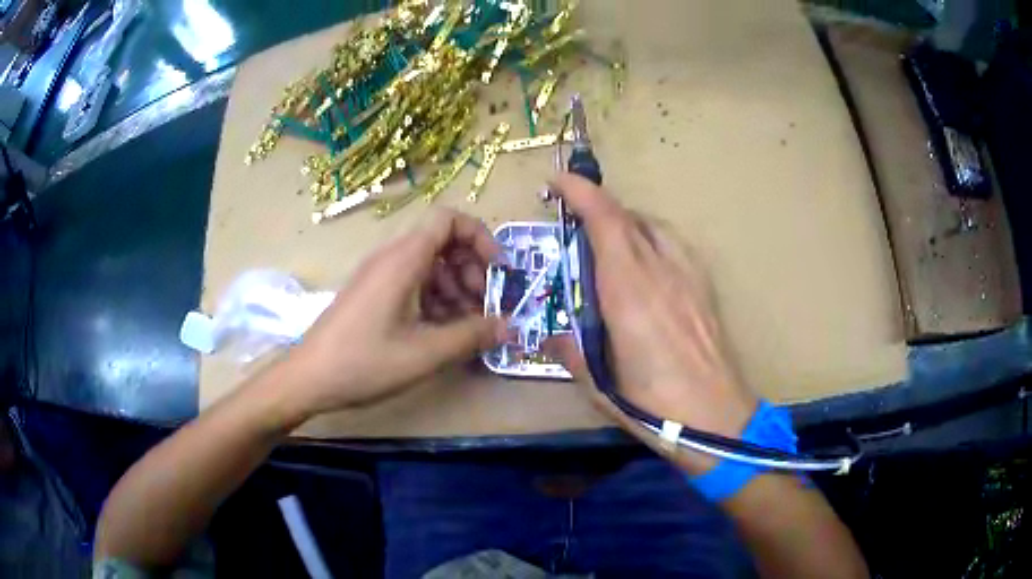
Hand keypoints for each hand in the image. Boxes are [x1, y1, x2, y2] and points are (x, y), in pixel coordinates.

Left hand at [282, 209, 507, 417]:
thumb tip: (508, 326)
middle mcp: (391, 258)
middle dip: (471, 269)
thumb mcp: (424, 353)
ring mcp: (379, 276)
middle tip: (483, 306)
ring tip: (465, 326)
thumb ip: (471, 336)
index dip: (480, 237)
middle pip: (442, 242)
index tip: (497, 271)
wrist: (309, 378)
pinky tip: (440, 331)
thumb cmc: (364, 362)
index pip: (448, 219)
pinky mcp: (373, 293)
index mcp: (403, 260)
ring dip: (455, 288)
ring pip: (429, 265)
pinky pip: (412, 283)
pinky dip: (434, 299)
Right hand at [547, 174, 756, 463]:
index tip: (558, 182)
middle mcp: (660, 271)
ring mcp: (688, 275)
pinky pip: (673, 243)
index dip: (580, 191)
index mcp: (628, 292)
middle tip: (574, 225)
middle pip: (627, 216)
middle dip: (596, 207)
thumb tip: (553, 333)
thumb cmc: (654, 406)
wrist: (716, 418)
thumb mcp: (598, 385)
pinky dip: (651, 239)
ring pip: (652, 225)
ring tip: (609, 246)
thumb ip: (570, 350)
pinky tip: (647, 267)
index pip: (605, 221)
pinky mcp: (705, 285)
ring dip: (625, 222)